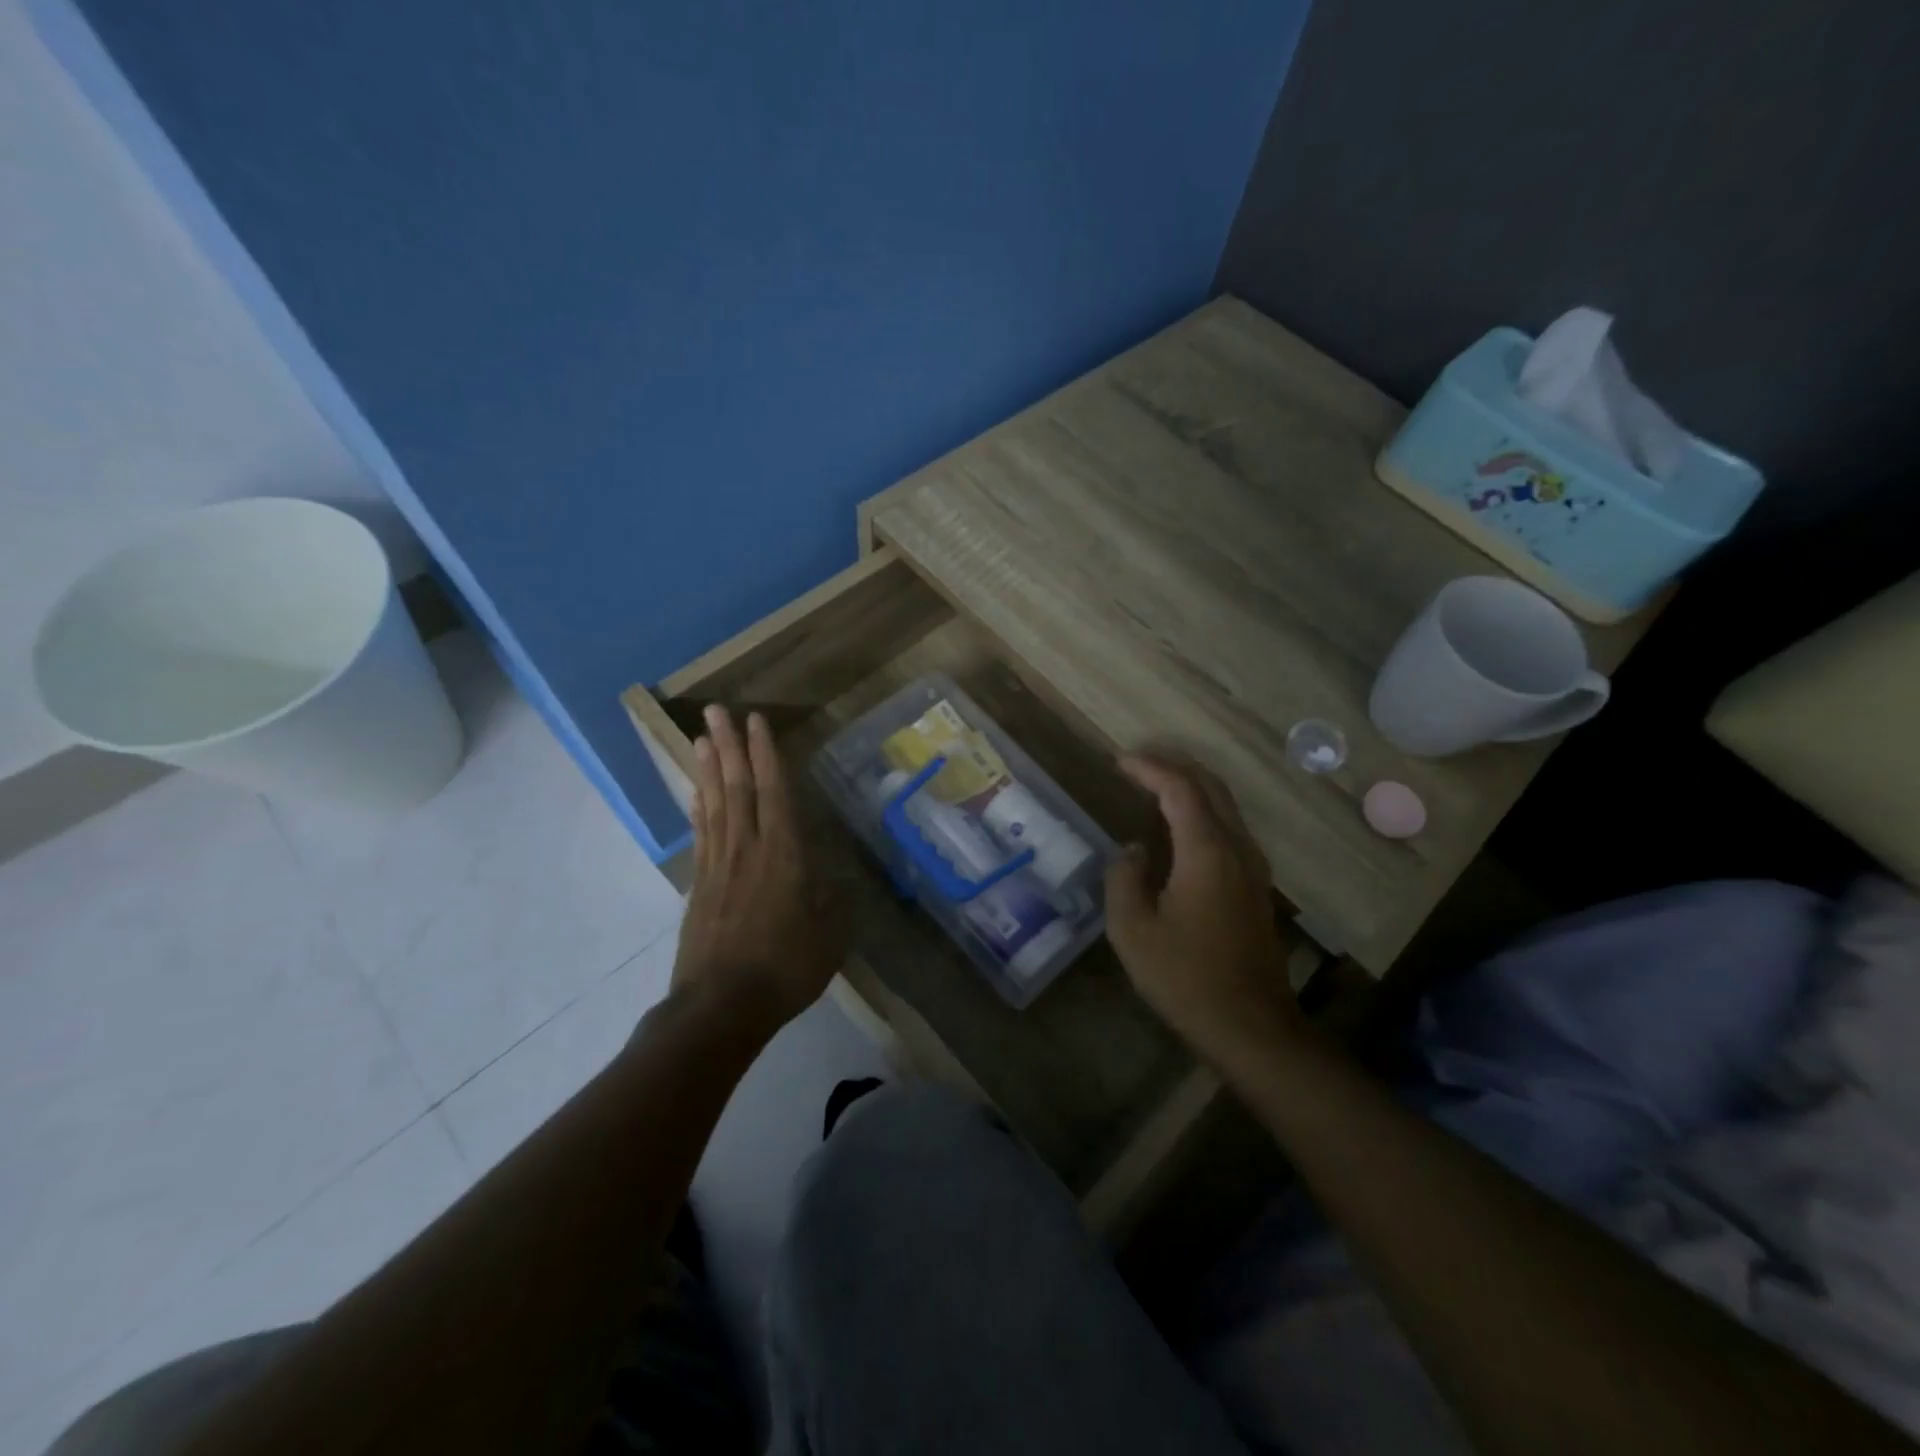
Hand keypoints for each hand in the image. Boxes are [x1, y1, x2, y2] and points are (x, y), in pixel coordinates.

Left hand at [673, 705, 842, 1036]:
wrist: (721, 1007)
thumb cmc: (785, 970)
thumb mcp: (830, 937)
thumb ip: (833, 902)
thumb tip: (836, 880)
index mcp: (785, 855)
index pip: (775, 792)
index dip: (766, 753)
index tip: (757, 721)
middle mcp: (749, 849)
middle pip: (737, 787)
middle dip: (728, 746)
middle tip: (716, 710)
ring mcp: (719, 866)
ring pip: (715, 804)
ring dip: (708, 768)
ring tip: (702, 736)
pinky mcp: (700, 885)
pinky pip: (701, 835)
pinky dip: (698, 808)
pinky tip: (695, 791)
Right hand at [1105, 754, 1304, 1064]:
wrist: (1251, 1027)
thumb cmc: (1185, 978)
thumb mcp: (1132, 930)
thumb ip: (1124, 877)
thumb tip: (1134, 849)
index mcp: (1206, 851)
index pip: (1180, 788)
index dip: (1149, 768)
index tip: (1119, 761)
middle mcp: (1237, 848)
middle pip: (1211, 787)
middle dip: (1174, 766)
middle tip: (1137, 764)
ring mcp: (1253, 868)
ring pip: (1226, 806)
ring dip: (1191, 787)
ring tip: (1155, 785)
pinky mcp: (1256, 887)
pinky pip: (1230, 828)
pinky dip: (1203, 811)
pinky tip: (1181, 827)